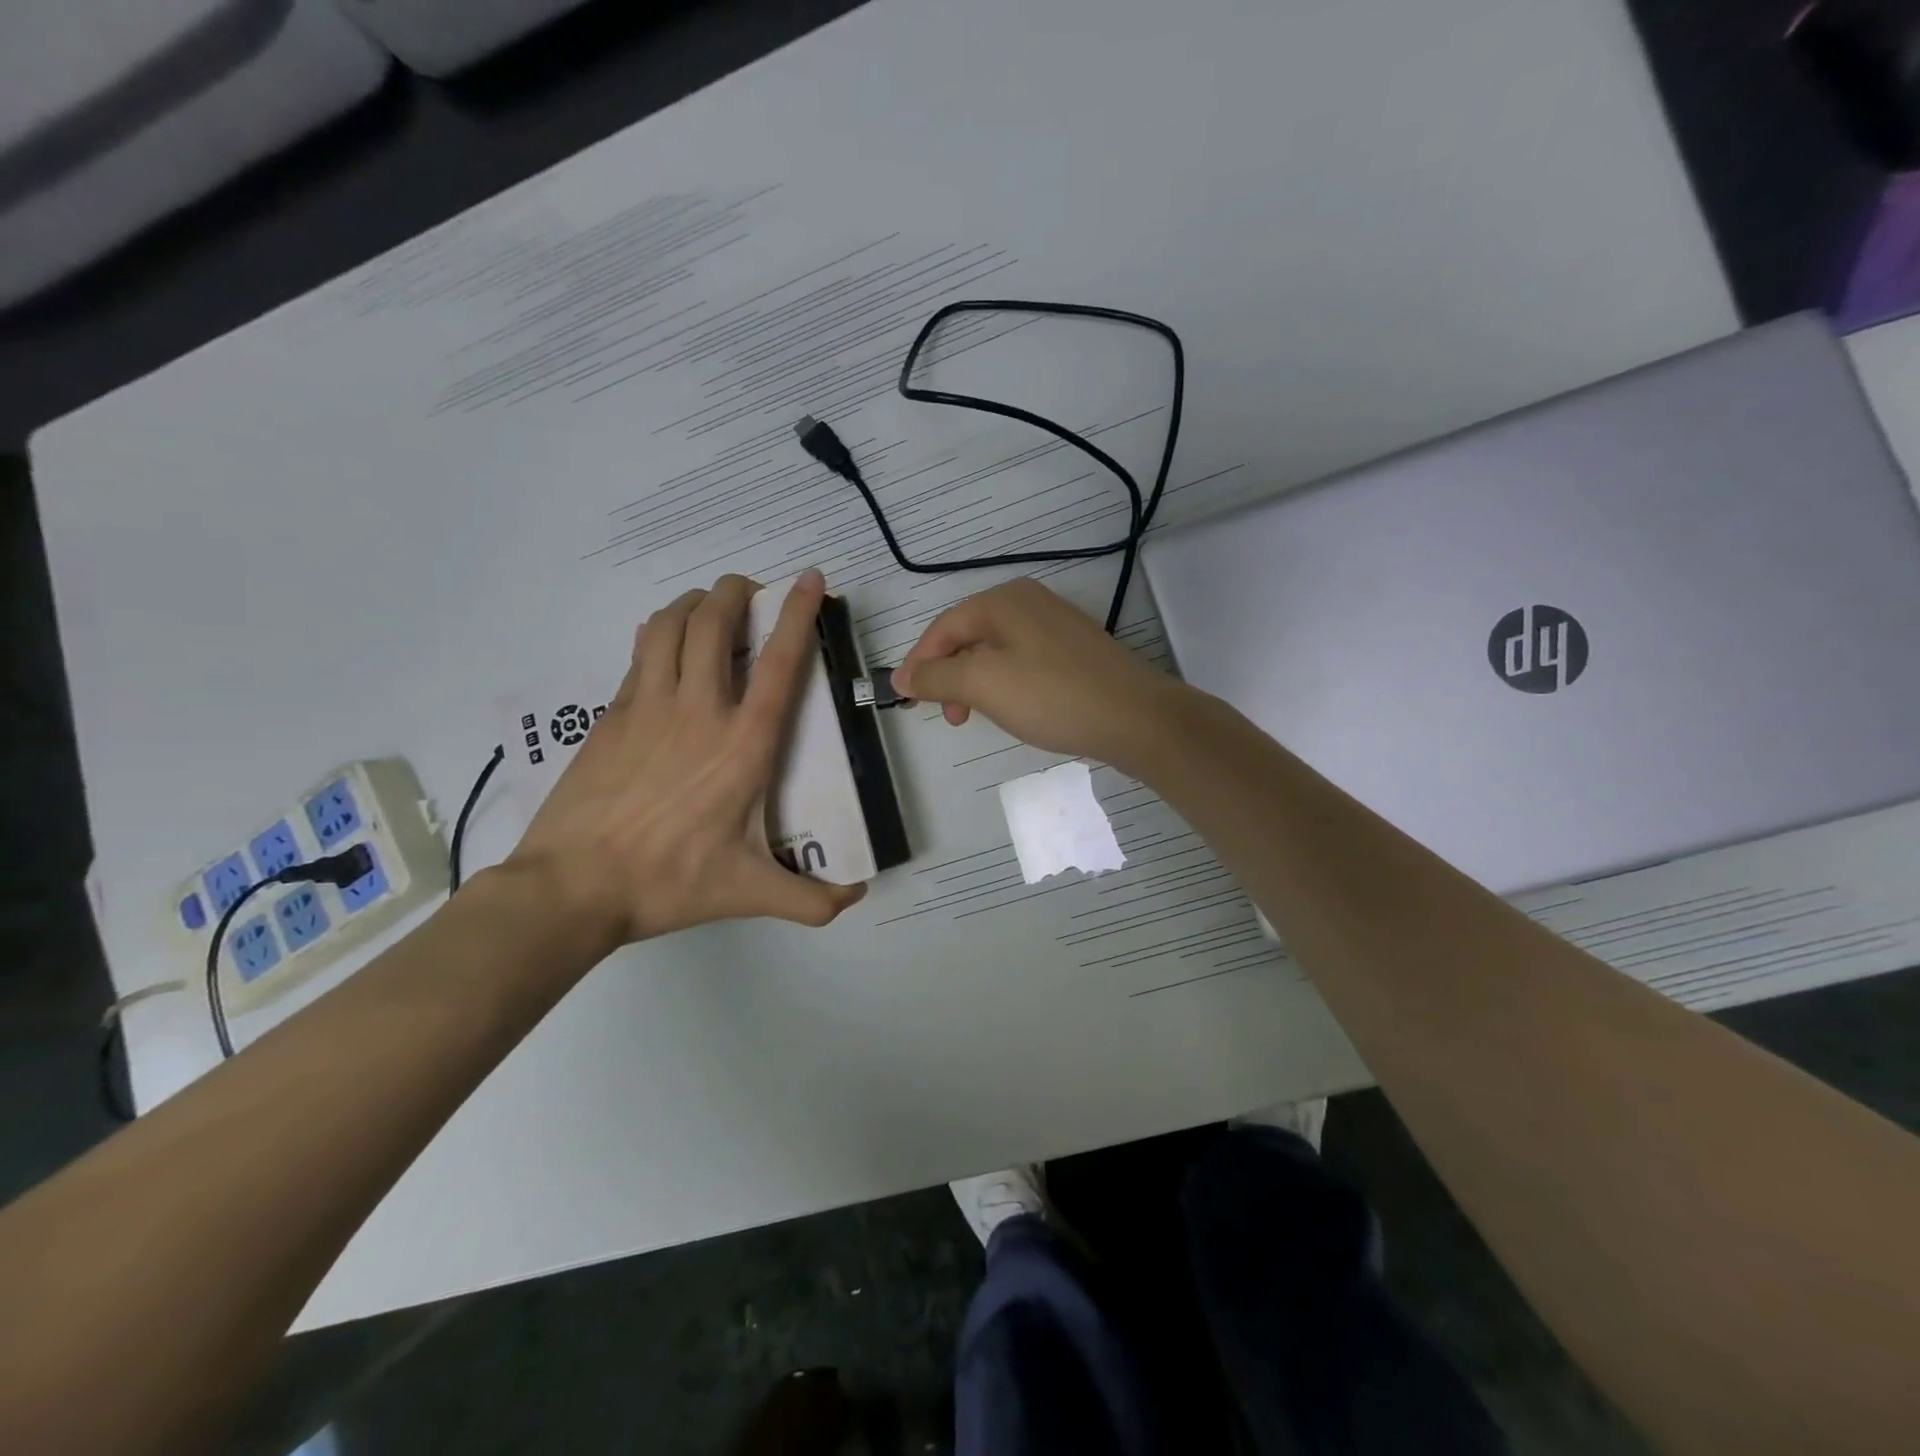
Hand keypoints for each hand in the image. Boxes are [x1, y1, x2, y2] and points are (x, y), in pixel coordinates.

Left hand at [506, 570, 863, 947]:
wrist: (572, 886)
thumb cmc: (669, 882)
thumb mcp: (749, 894)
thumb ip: (811, 900)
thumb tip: (858, 898)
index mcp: (744, 744)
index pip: (778, 663)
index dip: (797, 614)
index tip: (809, 579)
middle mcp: (699, 711)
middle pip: (714, 622)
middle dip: (736, 591)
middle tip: (752, 591)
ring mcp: (648, 707)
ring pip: (669, 625)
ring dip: (694, 603)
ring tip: (709, 606)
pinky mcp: (612, 715)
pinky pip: (640, 653)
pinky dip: (659, 633)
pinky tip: (665, 646)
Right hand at [892, 578, 1184, 767]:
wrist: (1135, 718)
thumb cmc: (1051, 695)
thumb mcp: (983, 684)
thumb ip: (936, 677)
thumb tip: (902, 676)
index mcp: (1002, 600)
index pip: (943, 627)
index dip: (919, 662)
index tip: (906, 699)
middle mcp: (1028, 602)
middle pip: (968, 637)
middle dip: (949, 676)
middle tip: (948, 716)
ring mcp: (1055, 626)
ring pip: (995, 652)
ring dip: (975, 684)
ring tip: (975, 718)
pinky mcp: (1074, 651)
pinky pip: (1022, 663)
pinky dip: (1004, 685)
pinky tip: (1012, 710)